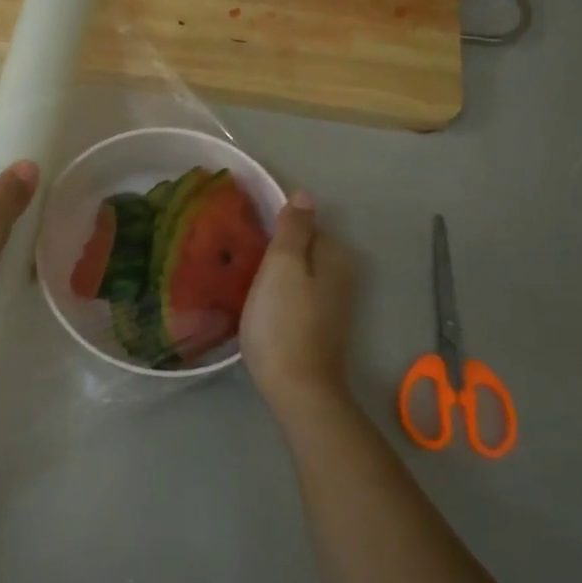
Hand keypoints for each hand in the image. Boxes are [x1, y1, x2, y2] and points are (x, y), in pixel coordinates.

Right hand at [240, 193, 358, 413]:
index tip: (247, 237)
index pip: (305, 224)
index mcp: (335, 256)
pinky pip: (297, 296)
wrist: (297, 388)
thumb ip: (293, 228)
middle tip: (239, 258)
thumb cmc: (283, 321)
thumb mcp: (282, 265)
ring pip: (299, 274)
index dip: (275, 227)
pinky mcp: (320, 327)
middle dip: (275, 250)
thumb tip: (305, 194)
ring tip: (243, 280)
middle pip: (302, 249)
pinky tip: (259, 305)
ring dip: (275, 274)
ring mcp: (333, 304)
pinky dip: (279, 296)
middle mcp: (342, 276)